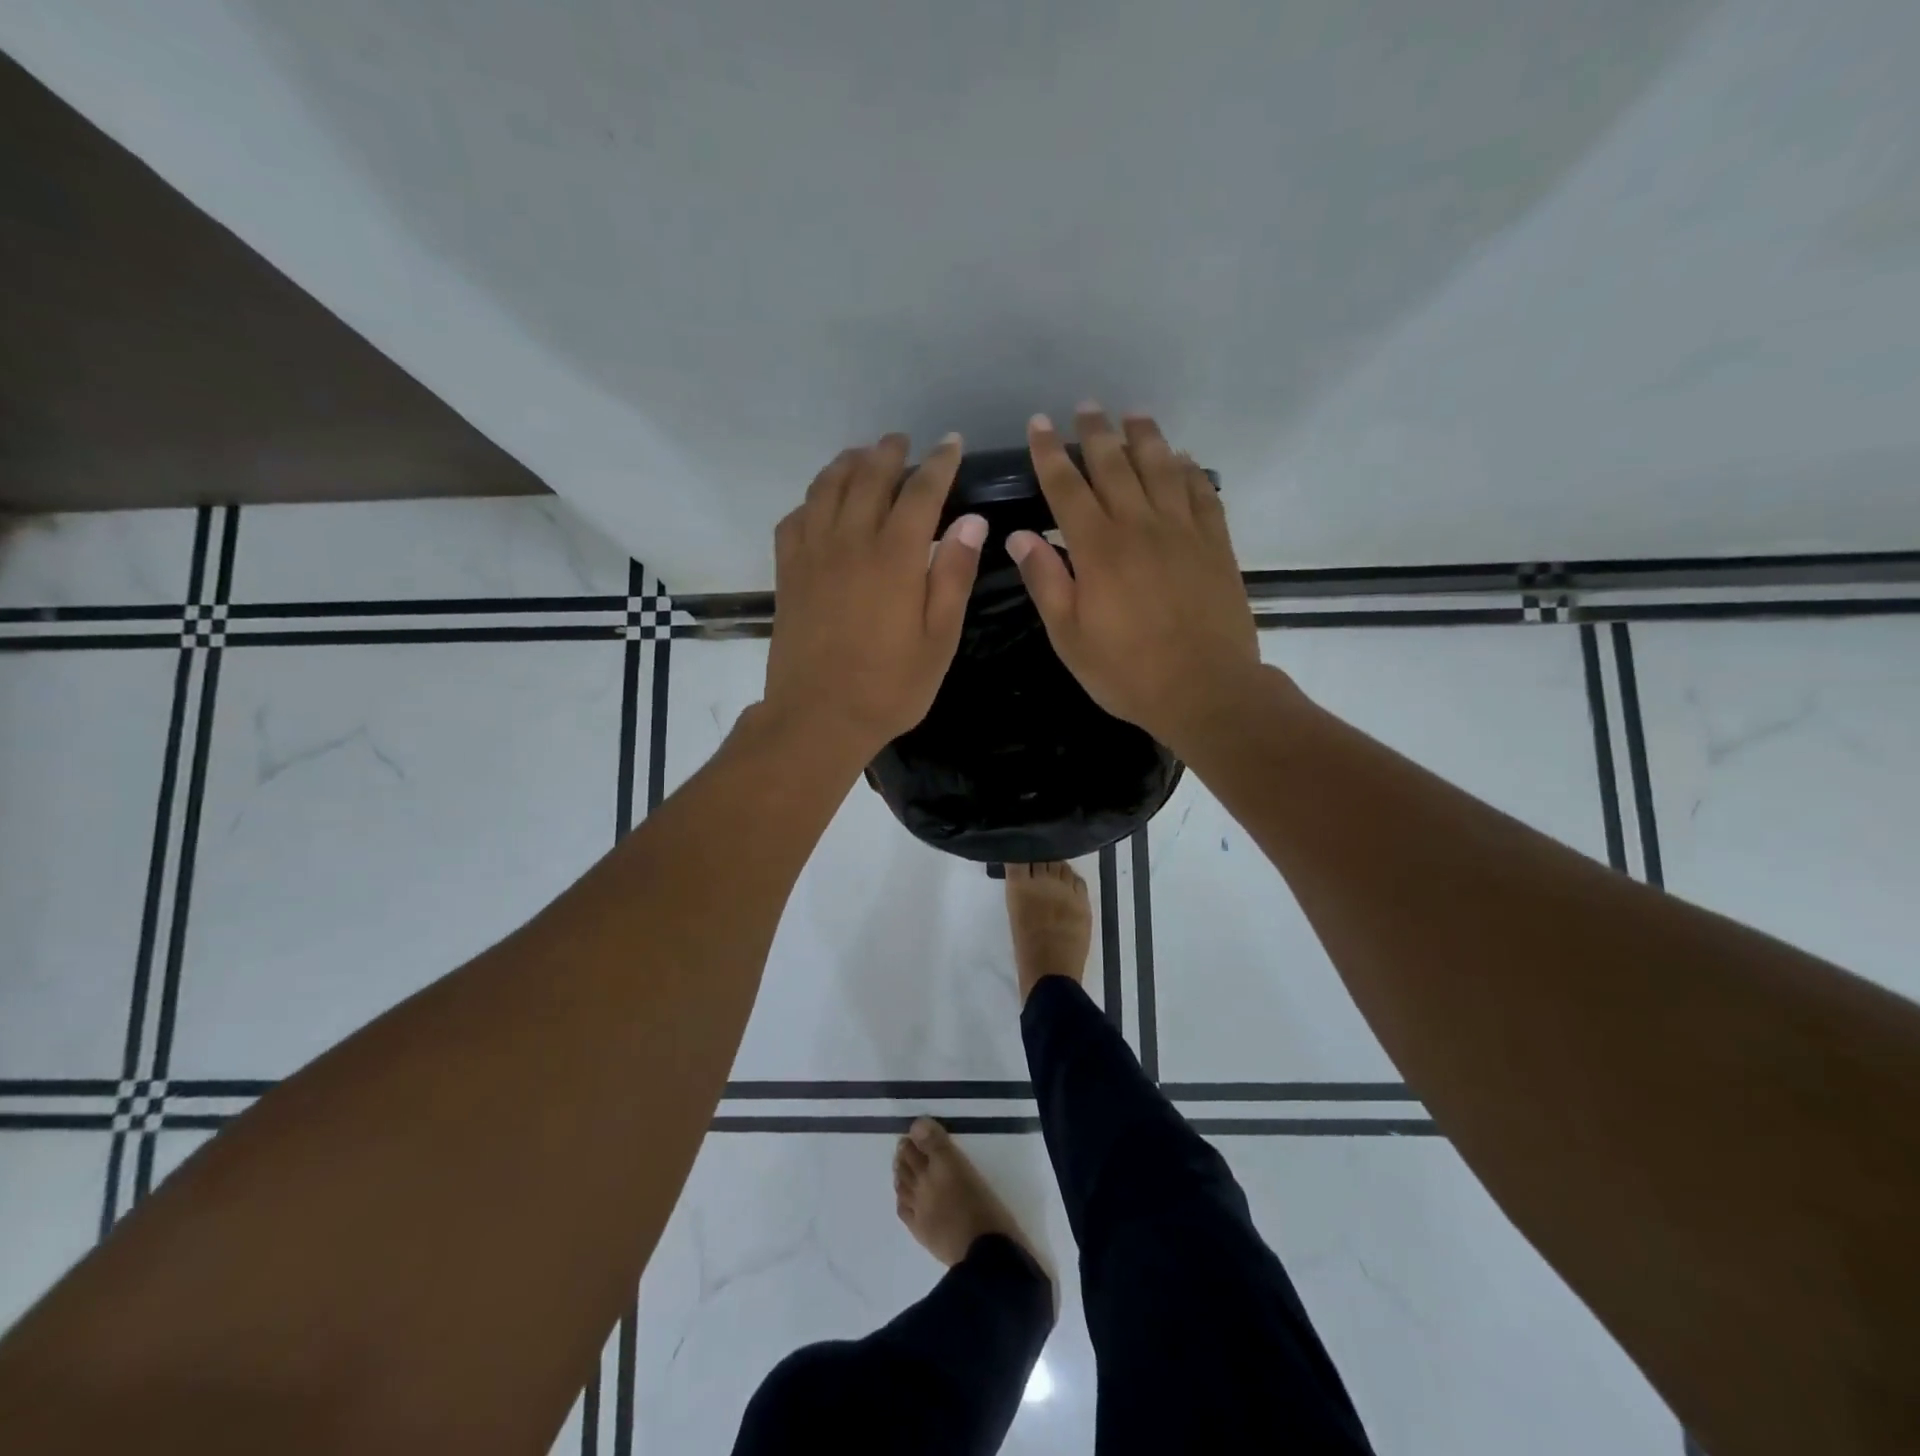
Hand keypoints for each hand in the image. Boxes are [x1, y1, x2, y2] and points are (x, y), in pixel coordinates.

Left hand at [763, 433, 986, 759]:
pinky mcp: (787, 573)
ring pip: (827, 489)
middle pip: (869, 478)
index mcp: (894, 557)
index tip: (951, 444)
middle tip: (902, 442)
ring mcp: (812, 554)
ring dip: (847, 464)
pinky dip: (811, 500)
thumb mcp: (939, 639)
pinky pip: (795, 519)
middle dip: (889, 453)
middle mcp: (850, 542)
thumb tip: (971, 521)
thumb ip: (953, 575)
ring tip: (862, 457)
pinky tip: (821, 504)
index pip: (920, 492)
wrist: (818, 717)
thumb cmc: (890, 686)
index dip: (938, 464)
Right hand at [1006, 407, 1261, 755]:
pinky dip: (1188, 470)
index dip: (1051, 453)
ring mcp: (1183, 531)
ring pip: (1162, 468)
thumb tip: (1020, 535)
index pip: (1067, 487)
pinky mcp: (1216, 543)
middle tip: (1086, 407)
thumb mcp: (1070, 636)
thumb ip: (1046, 581)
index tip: (1039, 424)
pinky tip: (1181, 459)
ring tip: (1133, 415)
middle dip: (1096, 433)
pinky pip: (1201, 492)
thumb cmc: (1127, 671)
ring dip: (1144, 437)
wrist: (1205, 690)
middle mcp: (1140, 526)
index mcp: (1098, 549)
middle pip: (1115, 465)